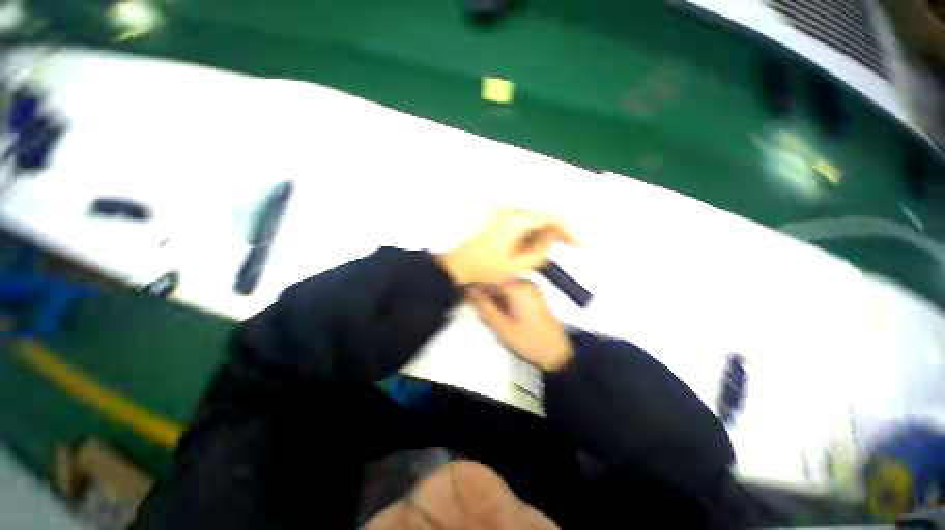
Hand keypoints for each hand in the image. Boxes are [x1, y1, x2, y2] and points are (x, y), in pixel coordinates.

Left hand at [437, 209, 575, 284]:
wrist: (458, 265)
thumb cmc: (485, 268)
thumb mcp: (518, 266)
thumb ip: (541, 250)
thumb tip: (553, 237)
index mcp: (516, 220)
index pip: (553, 218)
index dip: (569, 232)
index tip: (577, 249)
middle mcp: (511, 210)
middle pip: (544, 216)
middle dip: (557, 233)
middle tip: (566, 252)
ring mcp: (502, 212)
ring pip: (534, 219)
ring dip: (544, 234)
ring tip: (543, 254)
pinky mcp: (498, 217)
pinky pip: (523, 222)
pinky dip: (531, 233)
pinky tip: (528, 248)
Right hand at [467, 280, 573, 371]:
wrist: (558, 352)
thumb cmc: (528, 341)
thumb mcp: (501, 326)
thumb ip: (483, 306)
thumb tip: (467, 290)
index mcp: (517, 287)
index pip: (489, 276)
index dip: (475, 283)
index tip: (464, 294)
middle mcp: (524, 281)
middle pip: (496, 278)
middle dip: (484, 290)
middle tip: (475, 306)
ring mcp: (530, 287)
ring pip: (503, 284)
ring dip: (492, 294)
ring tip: (486, 309)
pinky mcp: (532, 294)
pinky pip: (511, 290)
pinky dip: (502, 297)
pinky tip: (499, 310)